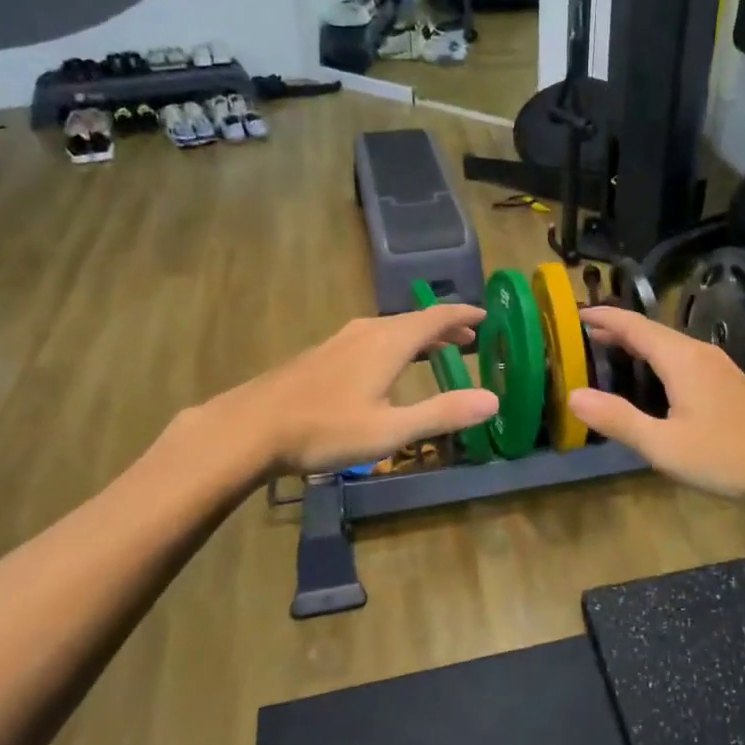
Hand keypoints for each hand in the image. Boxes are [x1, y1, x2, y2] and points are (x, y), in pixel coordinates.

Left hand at [177, 305, 497, 482]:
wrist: (251, 427)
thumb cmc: (326, 428)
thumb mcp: (391, 429)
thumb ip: (443, 413)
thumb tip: (493, 400)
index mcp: (390, 341)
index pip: (437, 316)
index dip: (463, 315)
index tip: (485, 316)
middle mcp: (368, 331)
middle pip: (414, 320)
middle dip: (444, 327)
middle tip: (467, 339)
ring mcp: (341, 340)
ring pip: (391, 328)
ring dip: (418, 336)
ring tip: (434, 350)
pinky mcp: (323, 354)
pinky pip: (372, 338)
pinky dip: (394, 343)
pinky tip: (385, 365)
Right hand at [566, 306, 744, 503]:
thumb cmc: (725, 456)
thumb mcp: (663, 444)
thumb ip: (618, 419)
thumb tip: (573, 396)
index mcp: (681, 358)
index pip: (634, 325)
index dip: (604, 317)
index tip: (576, 313)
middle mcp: (700, 352)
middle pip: (652, 331)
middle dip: (618, 329)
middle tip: (586, 334)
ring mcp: (719, 367)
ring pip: (670, 344)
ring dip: (639, 344)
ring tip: (612, 350)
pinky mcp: (730, 383)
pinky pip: (684, 357)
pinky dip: (658, 357)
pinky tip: (655, 378)